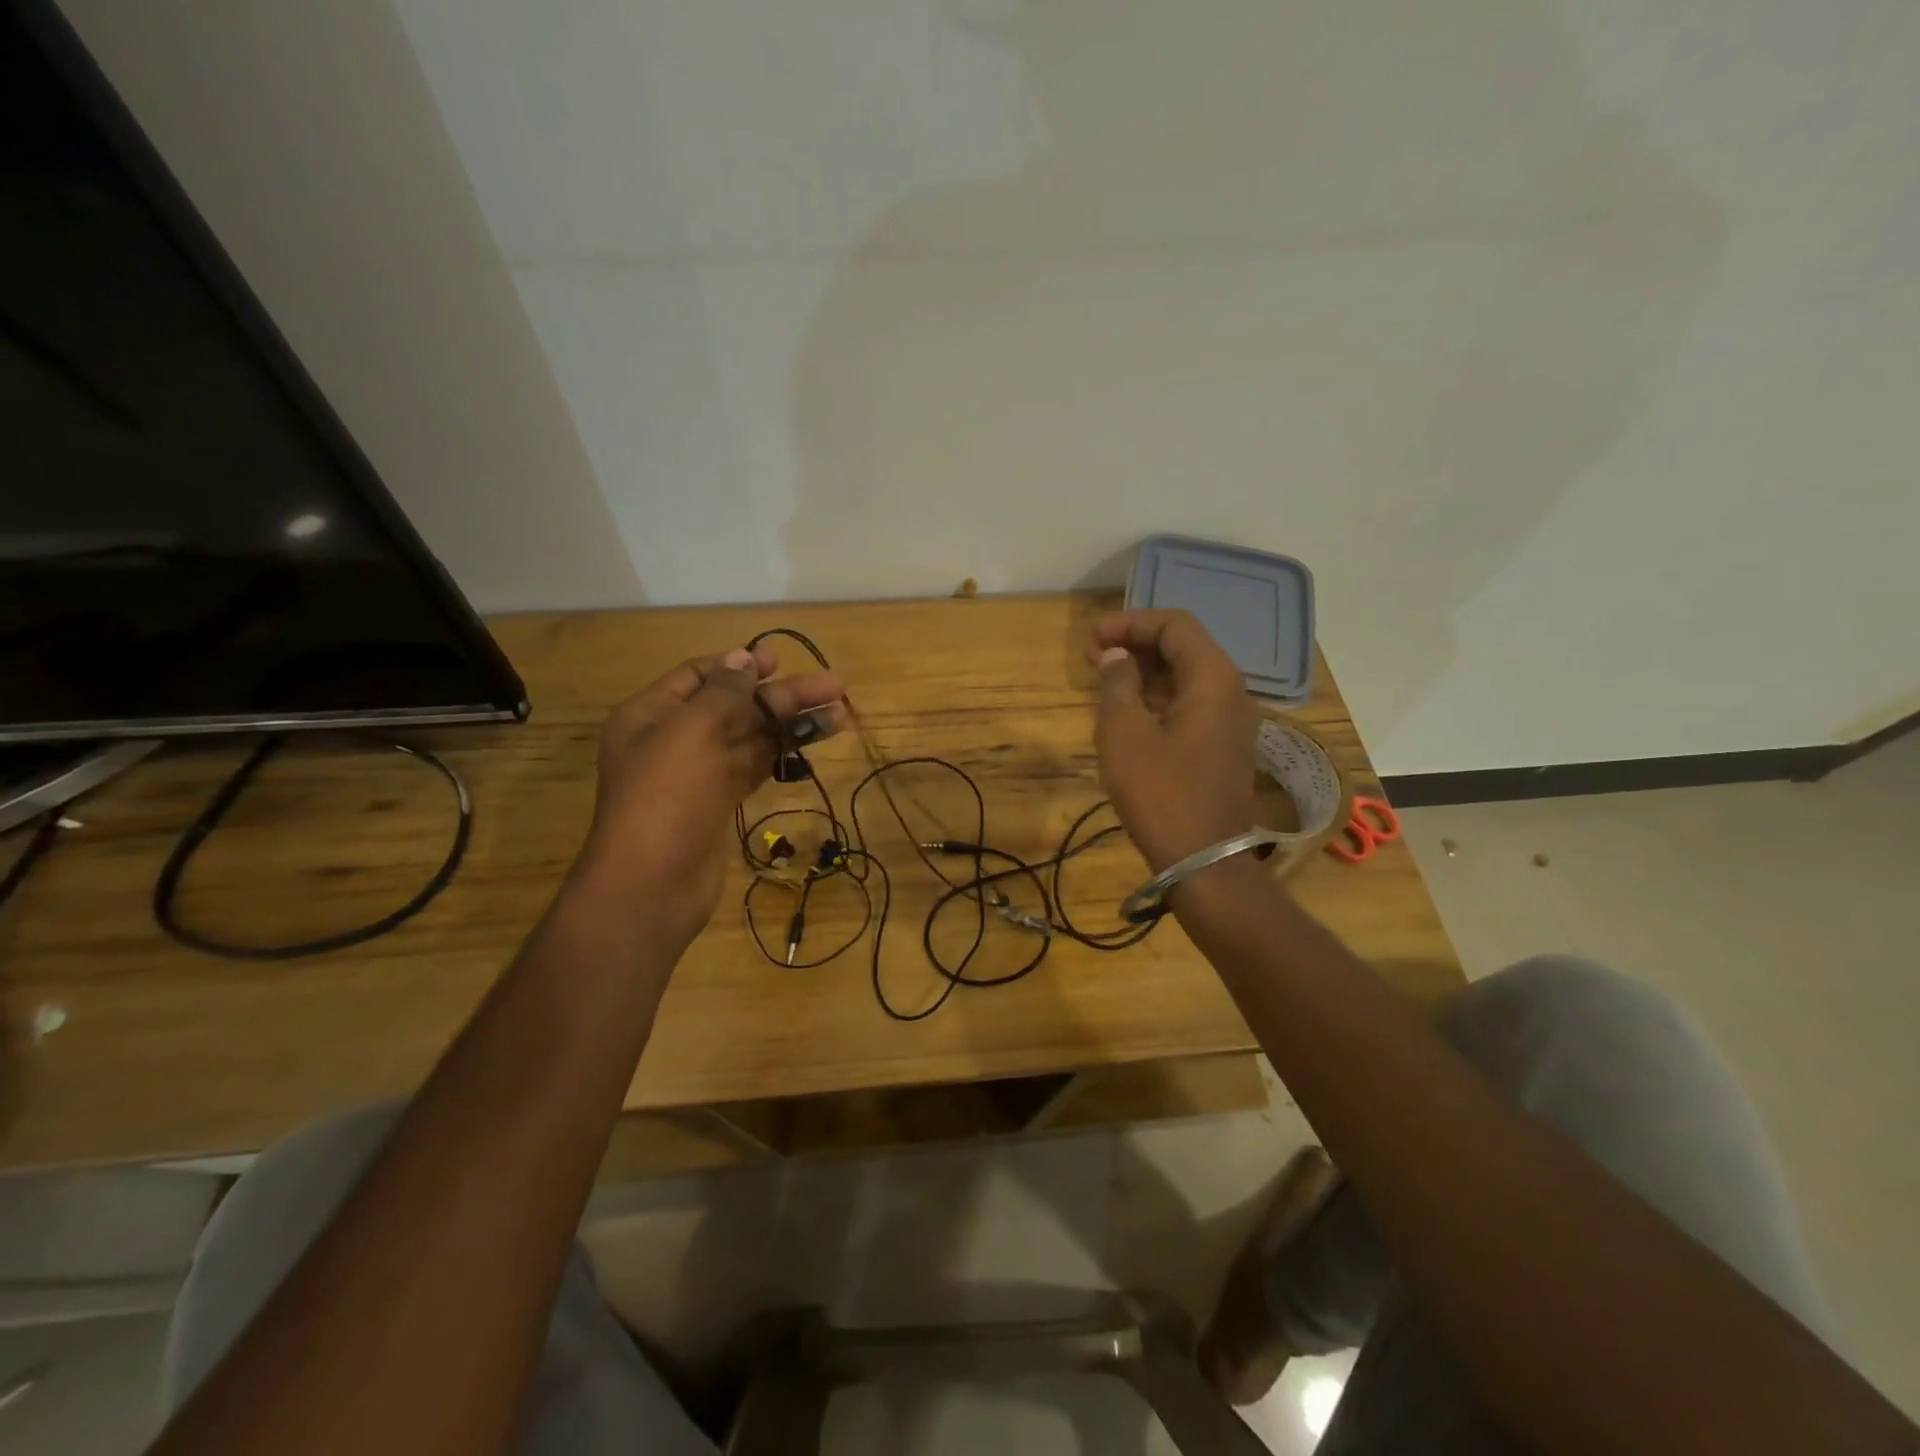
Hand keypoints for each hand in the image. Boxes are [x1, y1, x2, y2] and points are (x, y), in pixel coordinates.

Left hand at [578, 644, 844, 944]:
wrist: (652, 884)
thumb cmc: (666, 796)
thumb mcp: (691, 730)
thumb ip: (723, 691)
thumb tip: (744, 656)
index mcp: (652, 714)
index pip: (698, 675)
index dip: (740, 665)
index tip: (780, 661)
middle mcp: (674, 738)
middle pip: (734, 705)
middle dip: (782, 696)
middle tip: (833, 686)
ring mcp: (699, 773)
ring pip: (751, 737)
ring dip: (792, 724)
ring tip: (840, 713)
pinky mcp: (720, 803)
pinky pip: (754, 767)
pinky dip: (783, 754)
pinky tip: (814, 744)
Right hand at [1089, 610, 1259, 873]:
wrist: (1204, 859)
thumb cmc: (1160, 793)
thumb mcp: (1125, 734)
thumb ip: (1118, 684)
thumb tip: (1115, 656)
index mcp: (1213, 678)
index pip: (1175, 625)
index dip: (1130, 623)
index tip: (1093, 639)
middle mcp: (1231, 690)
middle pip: (1184, 646)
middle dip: (1136, 644)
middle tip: (1092, 656)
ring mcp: (1231, 720)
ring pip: (1186, 675)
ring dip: (1145, 670)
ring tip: (1103, 679)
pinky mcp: (1223, 744)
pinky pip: (1190, 702)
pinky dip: (1158, 696)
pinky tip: (1127, 709)